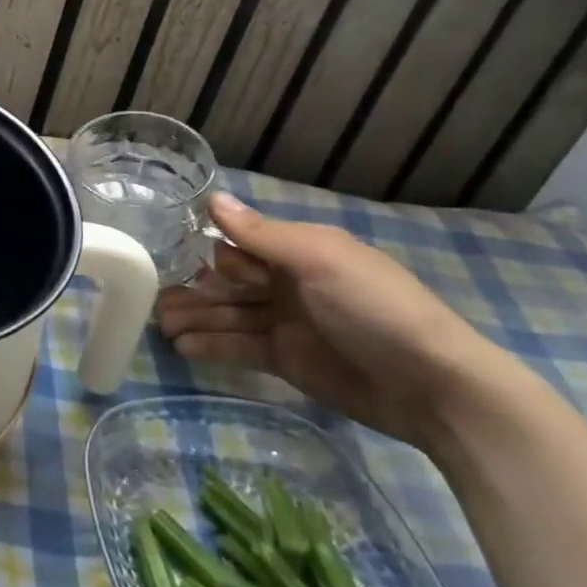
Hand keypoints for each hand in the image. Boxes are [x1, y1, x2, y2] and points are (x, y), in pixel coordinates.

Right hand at [157, 192, 511, 448]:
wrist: (434, 387)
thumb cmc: (376, 308)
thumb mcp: (319, 261)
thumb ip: (261, 234)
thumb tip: (213, 199)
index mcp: (299, 251)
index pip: (240, 244)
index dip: (207, 251)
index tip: (168, 255)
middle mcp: (288, 283)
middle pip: (228, 281)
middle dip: (192, 288)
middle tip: (151, 298)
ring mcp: (287, 323)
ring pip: (229, 314)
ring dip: (195, 317)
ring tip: (159, 326)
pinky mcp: (287, 361)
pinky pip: (240, 347)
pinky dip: (212, 345)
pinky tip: (183, 347)